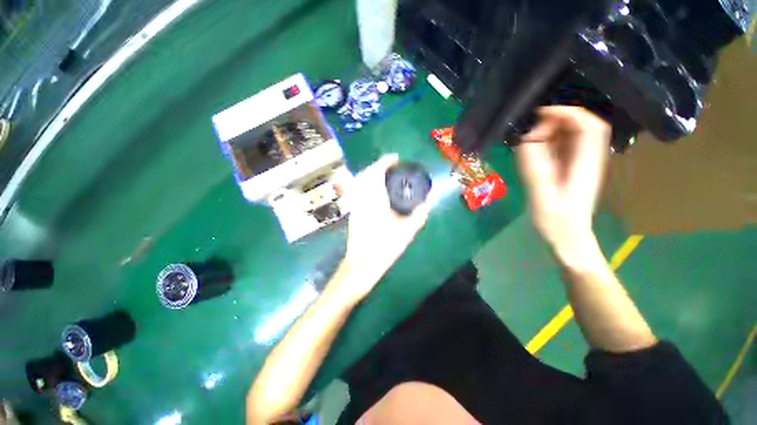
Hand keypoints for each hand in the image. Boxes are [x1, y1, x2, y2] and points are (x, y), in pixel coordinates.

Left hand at [332, 154, 429, 302]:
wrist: (361, 265)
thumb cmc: (383, 248)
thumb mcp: (406, 232)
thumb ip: (419, 215)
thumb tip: (429, 201)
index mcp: (375, 200)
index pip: (376, 172)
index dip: (385, 162)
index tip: (396, 158)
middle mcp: (362, 199)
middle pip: (366, 174)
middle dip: (378, 165)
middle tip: (391, 166)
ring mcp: (355, 205)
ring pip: (360, 182)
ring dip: (372, 174)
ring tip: (384, 176)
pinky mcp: (353, 212)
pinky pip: (358, 190)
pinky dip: (367, 184)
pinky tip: (376, 191)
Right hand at [515, 106, 610, 270]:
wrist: (567, 238)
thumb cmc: (557, 222)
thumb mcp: (542, 196)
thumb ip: (535, 167)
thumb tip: (528, 138)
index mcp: (586, 163)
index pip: (589, 126)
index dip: (568, 113)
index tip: (541, 115)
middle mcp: (587, 158)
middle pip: (581, 126)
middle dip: (555, 121)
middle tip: (530, 134)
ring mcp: (580, 163)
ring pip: (571, 135)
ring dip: (549, 132)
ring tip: (529, 143)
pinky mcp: (570, 169)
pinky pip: (562, 147)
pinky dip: (547, 143)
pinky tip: (533, 153)